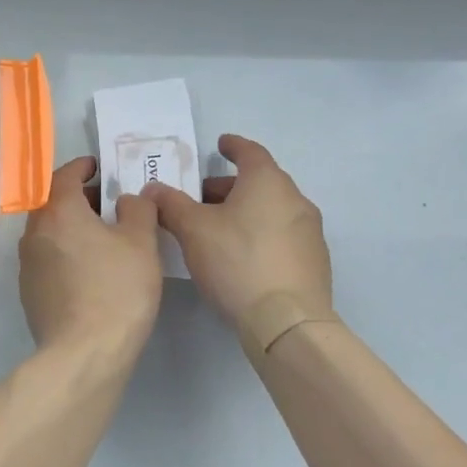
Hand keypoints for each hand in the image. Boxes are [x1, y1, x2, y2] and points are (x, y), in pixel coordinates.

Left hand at [18, 156, 164, 355]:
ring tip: (104, 238)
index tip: (99, 167)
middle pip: (54, 202)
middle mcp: (35, 232)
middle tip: (110, 204)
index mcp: (58, 211)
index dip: (82, 167)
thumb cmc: (117, 289)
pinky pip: (48, 258)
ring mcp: (28, 264)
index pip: (64, 174)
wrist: (84, 353)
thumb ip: (137, 209)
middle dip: (80, 198)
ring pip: (50, 231)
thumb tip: (128, 198)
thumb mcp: (141, 243)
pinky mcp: (29, 291)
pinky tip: (90, 270)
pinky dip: (66, 252)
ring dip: (73, 226)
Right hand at [143, 134, 332, 327]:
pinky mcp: (314, 261)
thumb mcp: (192, 230)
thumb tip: (153, 189)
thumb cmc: (237, 262)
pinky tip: (241, 257)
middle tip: (200, 200)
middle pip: (260, 182)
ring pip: (271, 209)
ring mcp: (310, 231)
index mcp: (268, 182)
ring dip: (245, 211)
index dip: (233, 146)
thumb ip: (171, 204)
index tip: (220, 144)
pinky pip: (282, 235)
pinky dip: (260, 234)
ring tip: (216, 231)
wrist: (287, 321)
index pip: (250, 152)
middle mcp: (295, 199)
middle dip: (229, 187)